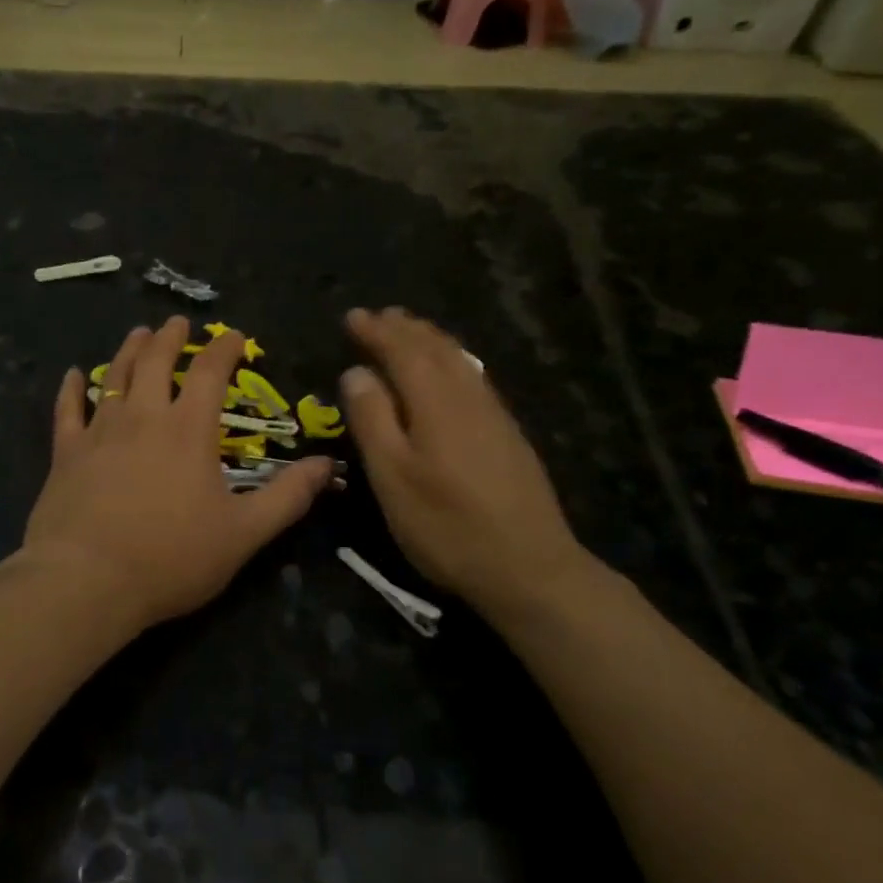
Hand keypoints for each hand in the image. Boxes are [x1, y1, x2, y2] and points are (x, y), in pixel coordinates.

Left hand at [21, 316, 335, 632]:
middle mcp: (143, 418)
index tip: (233, 335)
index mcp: (188, 431)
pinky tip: (72, 375)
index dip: (223, 349)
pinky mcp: (66, 454)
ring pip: (115, 377)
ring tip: (138, 334)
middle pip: (156, 363)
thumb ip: (287, 496)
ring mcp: (99, 433)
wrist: (87, 580)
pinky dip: (70, 389)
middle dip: (170, 338)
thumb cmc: (171, 557)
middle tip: (177, 322)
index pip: (210, 373)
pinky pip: (67, 410)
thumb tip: (327, 464)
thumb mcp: (244, 533)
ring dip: (129, 351)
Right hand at [339, 307, 599, 621]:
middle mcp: (468, 397)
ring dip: (431, 340)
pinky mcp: (508, 435)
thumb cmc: (447, 525)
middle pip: (435, 349)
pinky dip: (453, 361)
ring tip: (411, 330)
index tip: (352, 316)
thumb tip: (356, 372)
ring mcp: (494, 415)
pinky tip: (453, 372)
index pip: (402, 351)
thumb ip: (372, 420)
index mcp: (435, 401)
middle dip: (405, 329)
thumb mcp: (393, 477)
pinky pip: (474, 377)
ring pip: (460, 361)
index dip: (376, 331)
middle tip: (381, 315)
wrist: (530, 567)